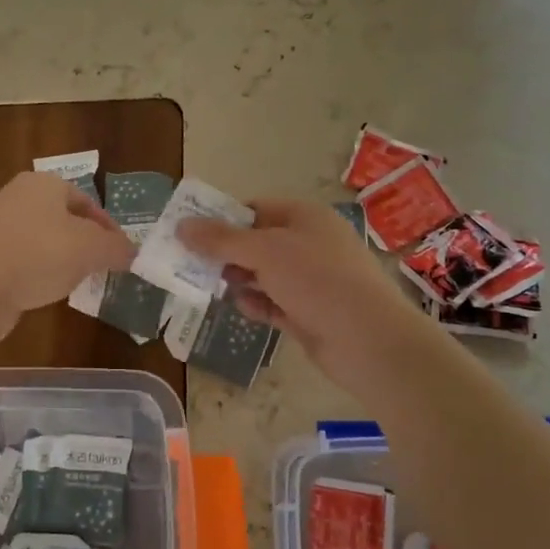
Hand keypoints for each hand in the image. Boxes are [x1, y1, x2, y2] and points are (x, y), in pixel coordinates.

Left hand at [0, 171, 134, 344]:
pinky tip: (47, 292)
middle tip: (104, 268)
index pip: (86, 200)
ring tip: (79, 282)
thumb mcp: (90, 249)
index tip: (121, 253)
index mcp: (43, 184)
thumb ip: (116, 248)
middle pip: (64, 219)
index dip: (108, 227)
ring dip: (63, 260)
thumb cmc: (38, 256)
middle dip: (86, 243)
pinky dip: (39, 273)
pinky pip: (24, 261)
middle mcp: (18, 197)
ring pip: (44, 241)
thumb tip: (131, 252)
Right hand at [177, 199, 430, 393]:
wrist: (369, 340)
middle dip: (227, 253)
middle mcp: (310, 244)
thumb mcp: (264, 252)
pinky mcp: (311, 313)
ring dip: (240, 280)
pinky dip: (258, 304)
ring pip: (265, 275)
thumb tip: (181, 225)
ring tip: (211, 287)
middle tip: (192, 264)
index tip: (192, 233)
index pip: (256, 208)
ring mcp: (312, 281)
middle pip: (258, 242)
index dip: (223, 218)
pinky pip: (275, 303)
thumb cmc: (317, 280)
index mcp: (305, 217)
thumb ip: (221, 240)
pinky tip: (243, 308)